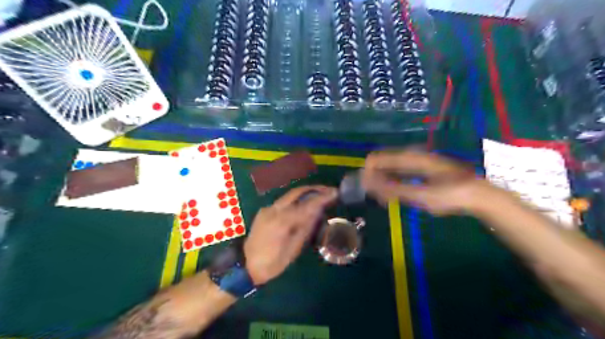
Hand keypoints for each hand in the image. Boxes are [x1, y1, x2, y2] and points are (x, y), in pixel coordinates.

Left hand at [242, 185, 337, 285]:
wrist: (246, 266)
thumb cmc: (272, 263)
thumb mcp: (293, 249)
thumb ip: (305, 228)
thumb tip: (318, 212)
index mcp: (282, 221)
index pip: (307, 204)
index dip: (322, 197)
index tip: (335, 193)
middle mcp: (274, 210)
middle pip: (296, 192)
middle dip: (314, 189)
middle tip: (328, 190)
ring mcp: (267, 209)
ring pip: (289, 195)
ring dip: (305, 193)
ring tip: (320, 195)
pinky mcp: (264, 211)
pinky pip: (283, 202)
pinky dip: (296, 200)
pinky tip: (304, 204)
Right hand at [361, 147, 493, 214]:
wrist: (476, 195)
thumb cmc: (448, 195)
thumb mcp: (420, 195)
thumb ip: (393, 189)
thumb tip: (368, 184)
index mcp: (409, 158)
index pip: (376, 159)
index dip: (367, 173)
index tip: (365, 189)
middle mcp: (411, 155)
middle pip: (382, 162)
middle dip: (374, 178)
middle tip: (373, 196)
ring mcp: (416, 161)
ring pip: (390, 167)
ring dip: (382, 181)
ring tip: (381, 197)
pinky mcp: (420, 168)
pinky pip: (399, 172)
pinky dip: (392, 181)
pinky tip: (393, 193)